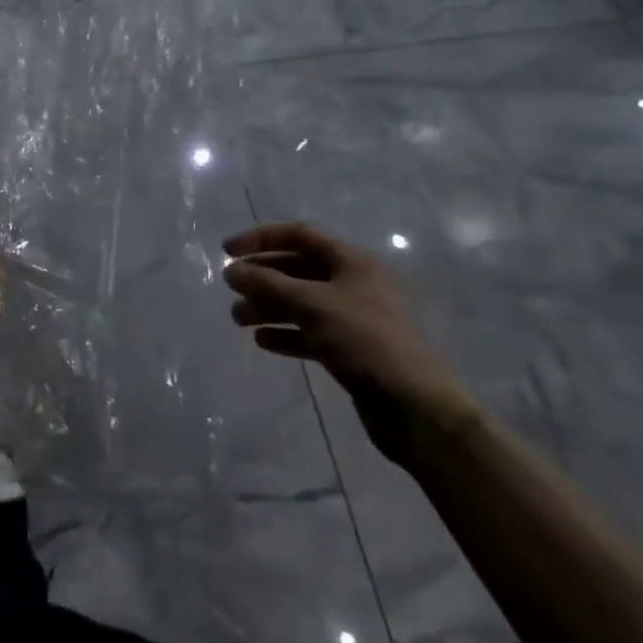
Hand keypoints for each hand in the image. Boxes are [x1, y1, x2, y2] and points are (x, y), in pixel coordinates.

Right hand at [223, 223, 478, 466]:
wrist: (414, 407)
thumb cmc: (363, 340)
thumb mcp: (311, 304)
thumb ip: (267, 283)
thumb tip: (231, 269)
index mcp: (350, 260)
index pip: (298, 235)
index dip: (261, 239)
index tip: (228, 251)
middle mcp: (352, 282)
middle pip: (297, 269)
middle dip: (262, 277)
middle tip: (231, 289)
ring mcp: (353, 317)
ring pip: (301, 302)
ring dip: (269, 306)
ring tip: (238, 319)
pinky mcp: (351, 350)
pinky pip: (310, 332)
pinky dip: (286, 333)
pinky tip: (263, 341)